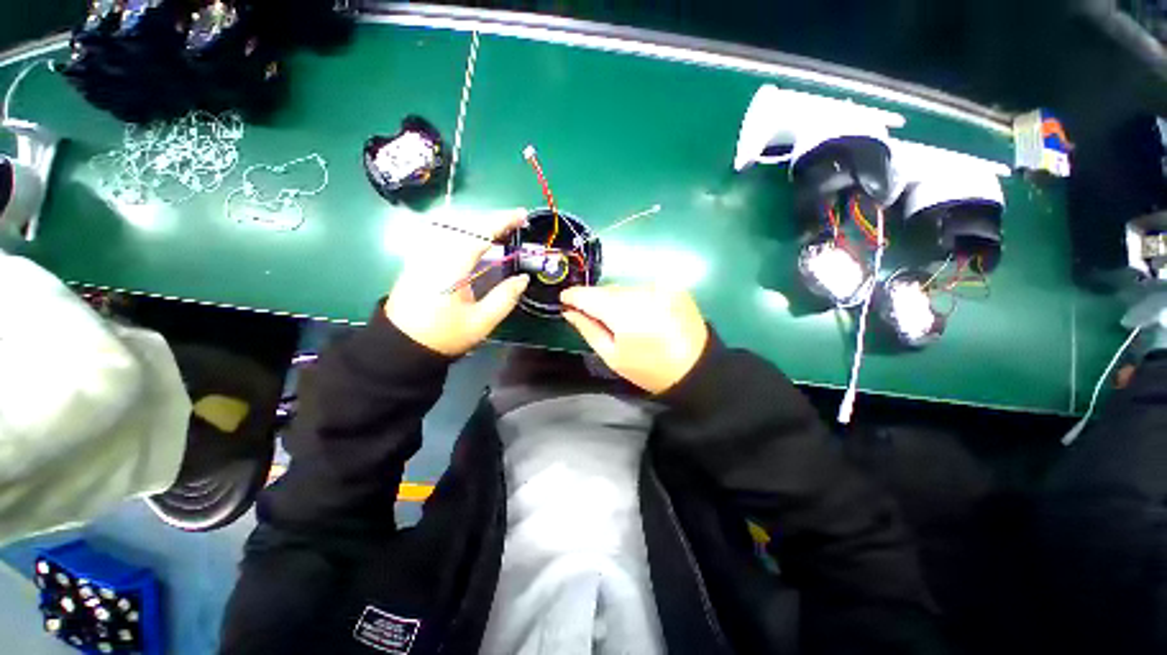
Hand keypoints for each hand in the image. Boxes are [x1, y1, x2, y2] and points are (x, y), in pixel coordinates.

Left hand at [386, 208, 529, 355]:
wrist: (401, 345)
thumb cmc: (443, 335)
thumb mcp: (481, 322)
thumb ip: (505, 297)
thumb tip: (523, 278)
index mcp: (450, 267)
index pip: (479, 233)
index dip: (502, 221)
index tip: (522, 214)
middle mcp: (434, 252)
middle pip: (465, 224)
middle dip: (493, 218)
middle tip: (516, 222)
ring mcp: (423, 254)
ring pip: (453, 226)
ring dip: (479, 223)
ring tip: (501, 228)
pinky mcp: (419, 259)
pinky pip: (445, 234)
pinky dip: (465, 231)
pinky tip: (475, 238)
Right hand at [560, 285, 708, 393]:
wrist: (697, 369)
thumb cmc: (649, 369)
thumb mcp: (612, 357)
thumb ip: (588, 330)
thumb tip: (569, 312)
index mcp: (623, 313)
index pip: (589, 295)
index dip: (573, 296)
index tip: (564, 300)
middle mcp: (641, 292)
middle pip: (607, 289)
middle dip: (596, 299)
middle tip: (593, 315)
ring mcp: (660, 287)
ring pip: (625, 287)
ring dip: (617, 298)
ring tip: (621, 318)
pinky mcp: (674, 287)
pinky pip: (643, 288)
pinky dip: (636, 298)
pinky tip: (642, 314)